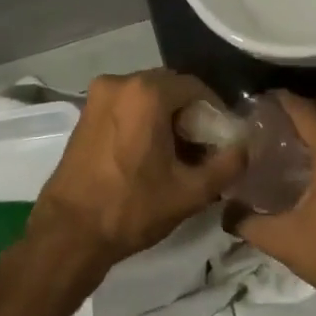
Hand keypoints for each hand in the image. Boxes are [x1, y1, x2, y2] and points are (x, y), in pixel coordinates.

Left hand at [31, 69, 248, 269]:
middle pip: (170, 88)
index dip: (215, 111)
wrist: (68, 233)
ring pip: (147, 97)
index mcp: (146, 92)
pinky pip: (126, 106)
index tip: (223, 139)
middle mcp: (120, 82)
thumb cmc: (131, 208)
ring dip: (166, 117)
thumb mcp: (190, 192)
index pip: (196, 87)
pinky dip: (143, 121)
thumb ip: (227, 165)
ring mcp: (98, 96)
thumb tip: (246, 148)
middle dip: (190, 114)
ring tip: (178, 154)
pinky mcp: (85, 113)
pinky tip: (149, 153)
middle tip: (203, 148)